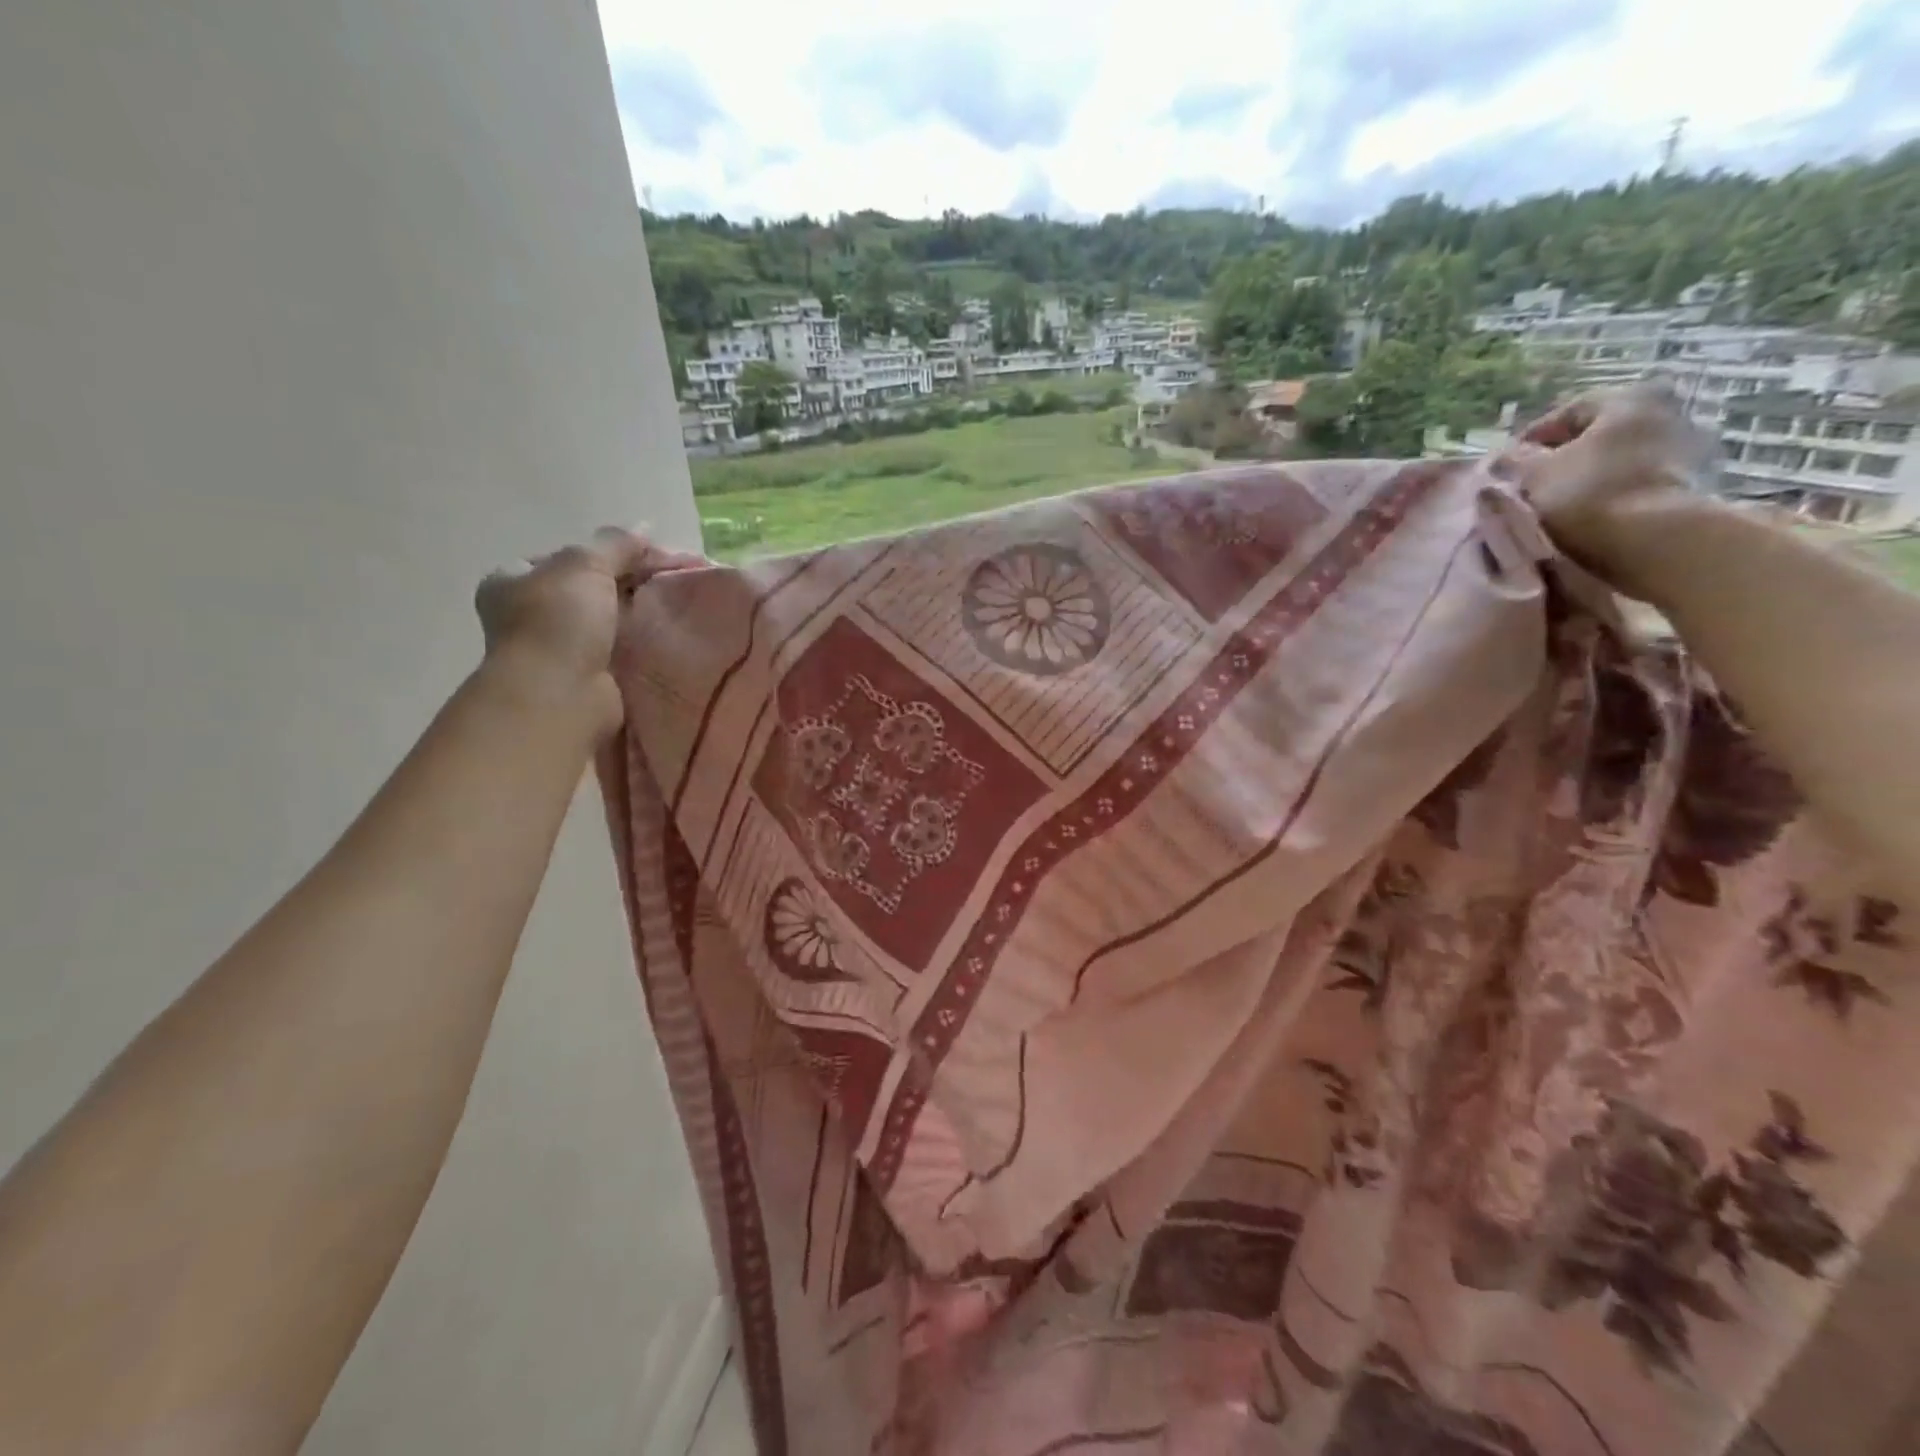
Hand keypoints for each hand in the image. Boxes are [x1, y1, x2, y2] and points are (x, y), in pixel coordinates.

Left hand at [474, 528, 702, 738]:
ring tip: (675, 606)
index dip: (608, 553)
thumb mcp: (586, 564)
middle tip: (668, 580)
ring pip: (608, 622)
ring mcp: (557, 650)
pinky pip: (621, 652)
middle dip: (628, 584)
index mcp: (512, 581)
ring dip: (637, 617)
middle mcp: (529, 615)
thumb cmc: (559, 621)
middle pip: (590, 589)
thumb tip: (644, 527)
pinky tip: (668, 637)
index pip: (565, 558)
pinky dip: (642, 646)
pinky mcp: (587, 679)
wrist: (560, 695)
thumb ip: (615, 544)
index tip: (648, 556)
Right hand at [1508, 384, 1721, 595]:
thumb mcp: (1533, 474)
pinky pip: (1634, 482)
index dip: (1531, 438)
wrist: (1653, 540)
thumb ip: (1514, 460)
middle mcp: (1664, 412)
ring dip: (1585, 477)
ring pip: (1615, 459)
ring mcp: (1685, 448)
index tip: (1505, 466)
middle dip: (1561, 458)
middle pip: (1597, 435)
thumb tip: (1506, 457)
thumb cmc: (1587, 494)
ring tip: (1553, 505)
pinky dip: (1608, 493)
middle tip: (1527, 485)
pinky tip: (1586, 514)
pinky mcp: (1690, 483)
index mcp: (1628, 399)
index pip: (1567, 412)